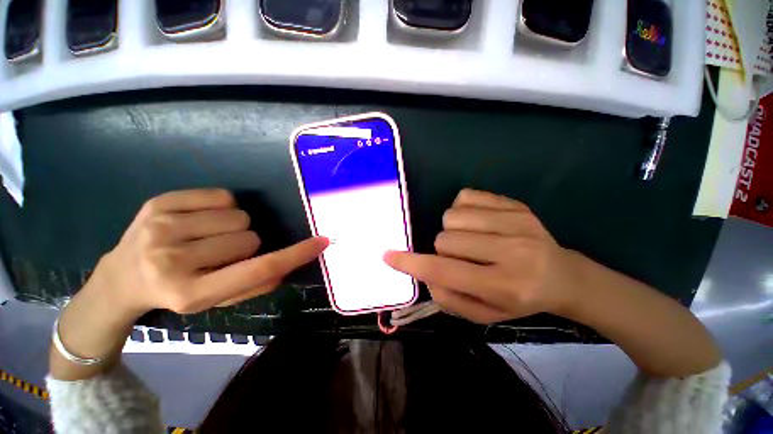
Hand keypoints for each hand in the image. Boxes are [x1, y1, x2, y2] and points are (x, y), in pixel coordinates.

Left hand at [91, 188, 327, 317]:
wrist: (119, 280)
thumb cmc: (175, 293)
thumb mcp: (216, 301)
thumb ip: (254, 285)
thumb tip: (285, 266)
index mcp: (191, 293)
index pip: (258, 269)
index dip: (295, 255)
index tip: (321, 242)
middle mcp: (172, 260)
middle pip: (251, 238)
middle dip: (247, 246)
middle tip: (221, 255)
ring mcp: (161, 228)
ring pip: (239, 216)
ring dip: (234, 228)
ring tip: (207, 238)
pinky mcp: (158, 203)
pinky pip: (222, 197)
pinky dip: (221, 208)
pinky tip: (198, 221)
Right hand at [384, 189, 574, 323]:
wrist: (563, 276)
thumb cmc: (521, 300)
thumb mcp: (484, 314)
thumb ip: (449, 298)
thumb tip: (425, 274)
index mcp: (504, 285)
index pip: (445, 272)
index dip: (412, 264)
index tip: (388, 256)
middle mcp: (512, 251)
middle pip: (444, 239)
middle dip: (443, 250)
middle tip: (461, 258)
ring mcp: (516, 222)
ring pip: (452, 217)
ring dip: (452, 231)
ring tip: (470, 240)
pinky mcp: (515, 204)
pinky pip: (466, 196)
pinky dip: (462, 209)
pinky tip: (477, 222)